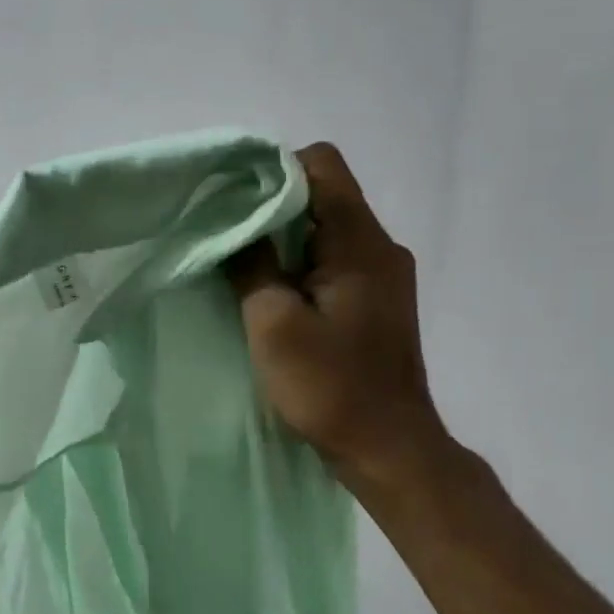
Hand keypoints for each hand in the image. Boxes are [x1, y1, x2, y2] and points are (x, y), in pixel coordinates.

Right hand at [228, 144, 449, 491]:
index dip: (273, 170)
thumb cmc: (329, 385)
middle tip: (225, 234)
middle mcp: (380, 247)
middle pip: (323, 194)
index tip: (232, 201)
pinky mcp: (375, 300)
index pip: (322, 165)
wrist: (388, 448)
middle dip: (270, 206)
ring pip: (326, 228)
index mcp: (360, 243)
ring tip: (241, 264)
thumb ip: (251, 265)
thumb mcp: (273, 323)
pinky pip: (333, 259)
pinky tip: (271, 292)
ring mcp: (382, 275)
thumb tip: (231, 224)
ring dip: (283, 238)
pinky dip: (298, 263)